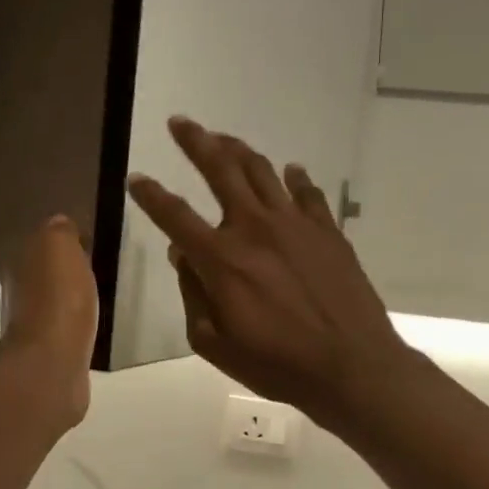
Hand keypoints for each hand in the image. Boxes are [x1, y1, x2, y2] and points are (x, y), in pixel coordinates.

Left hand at [0, 216, 98, 428]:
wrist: (53, 362)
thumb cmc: (59, 299)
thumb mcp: (60, 247)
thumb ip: (59, 231)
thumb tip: (60, 224)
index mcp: (19, 262)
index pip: (40, 242)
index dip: (63, 241)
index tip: (87, 242)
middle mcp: (18, 292)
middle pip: (44, 272)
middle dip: (64, 270)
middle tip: (94, 267)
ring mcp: (32, 325)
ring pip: (52, 301)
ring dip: (68, 298)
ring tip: (95, 296)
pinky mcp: (49, 352)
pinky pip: (64, 328)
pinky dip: (74, 324)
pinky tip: (90, 324)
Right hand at [127, 117, 414, 428]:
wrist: (352, 365)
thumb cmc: (279, 365)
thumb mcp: (217, 345)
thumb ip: (193, 296)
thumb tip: (182, 257)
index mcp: (222, 260)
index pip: (175, 216)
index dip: (151, 195)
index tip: (136, 179)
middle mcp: (255, 228)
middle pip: (221, 170)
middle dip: (196, 142)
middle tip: (181, 123)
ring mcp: (296, 224)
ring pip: (262, 171)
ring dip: (239, 150)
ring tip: (224, 139)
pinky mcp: (328, 231)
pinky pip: (308, 192)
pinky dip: (296, 178)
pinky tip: (291, 171)